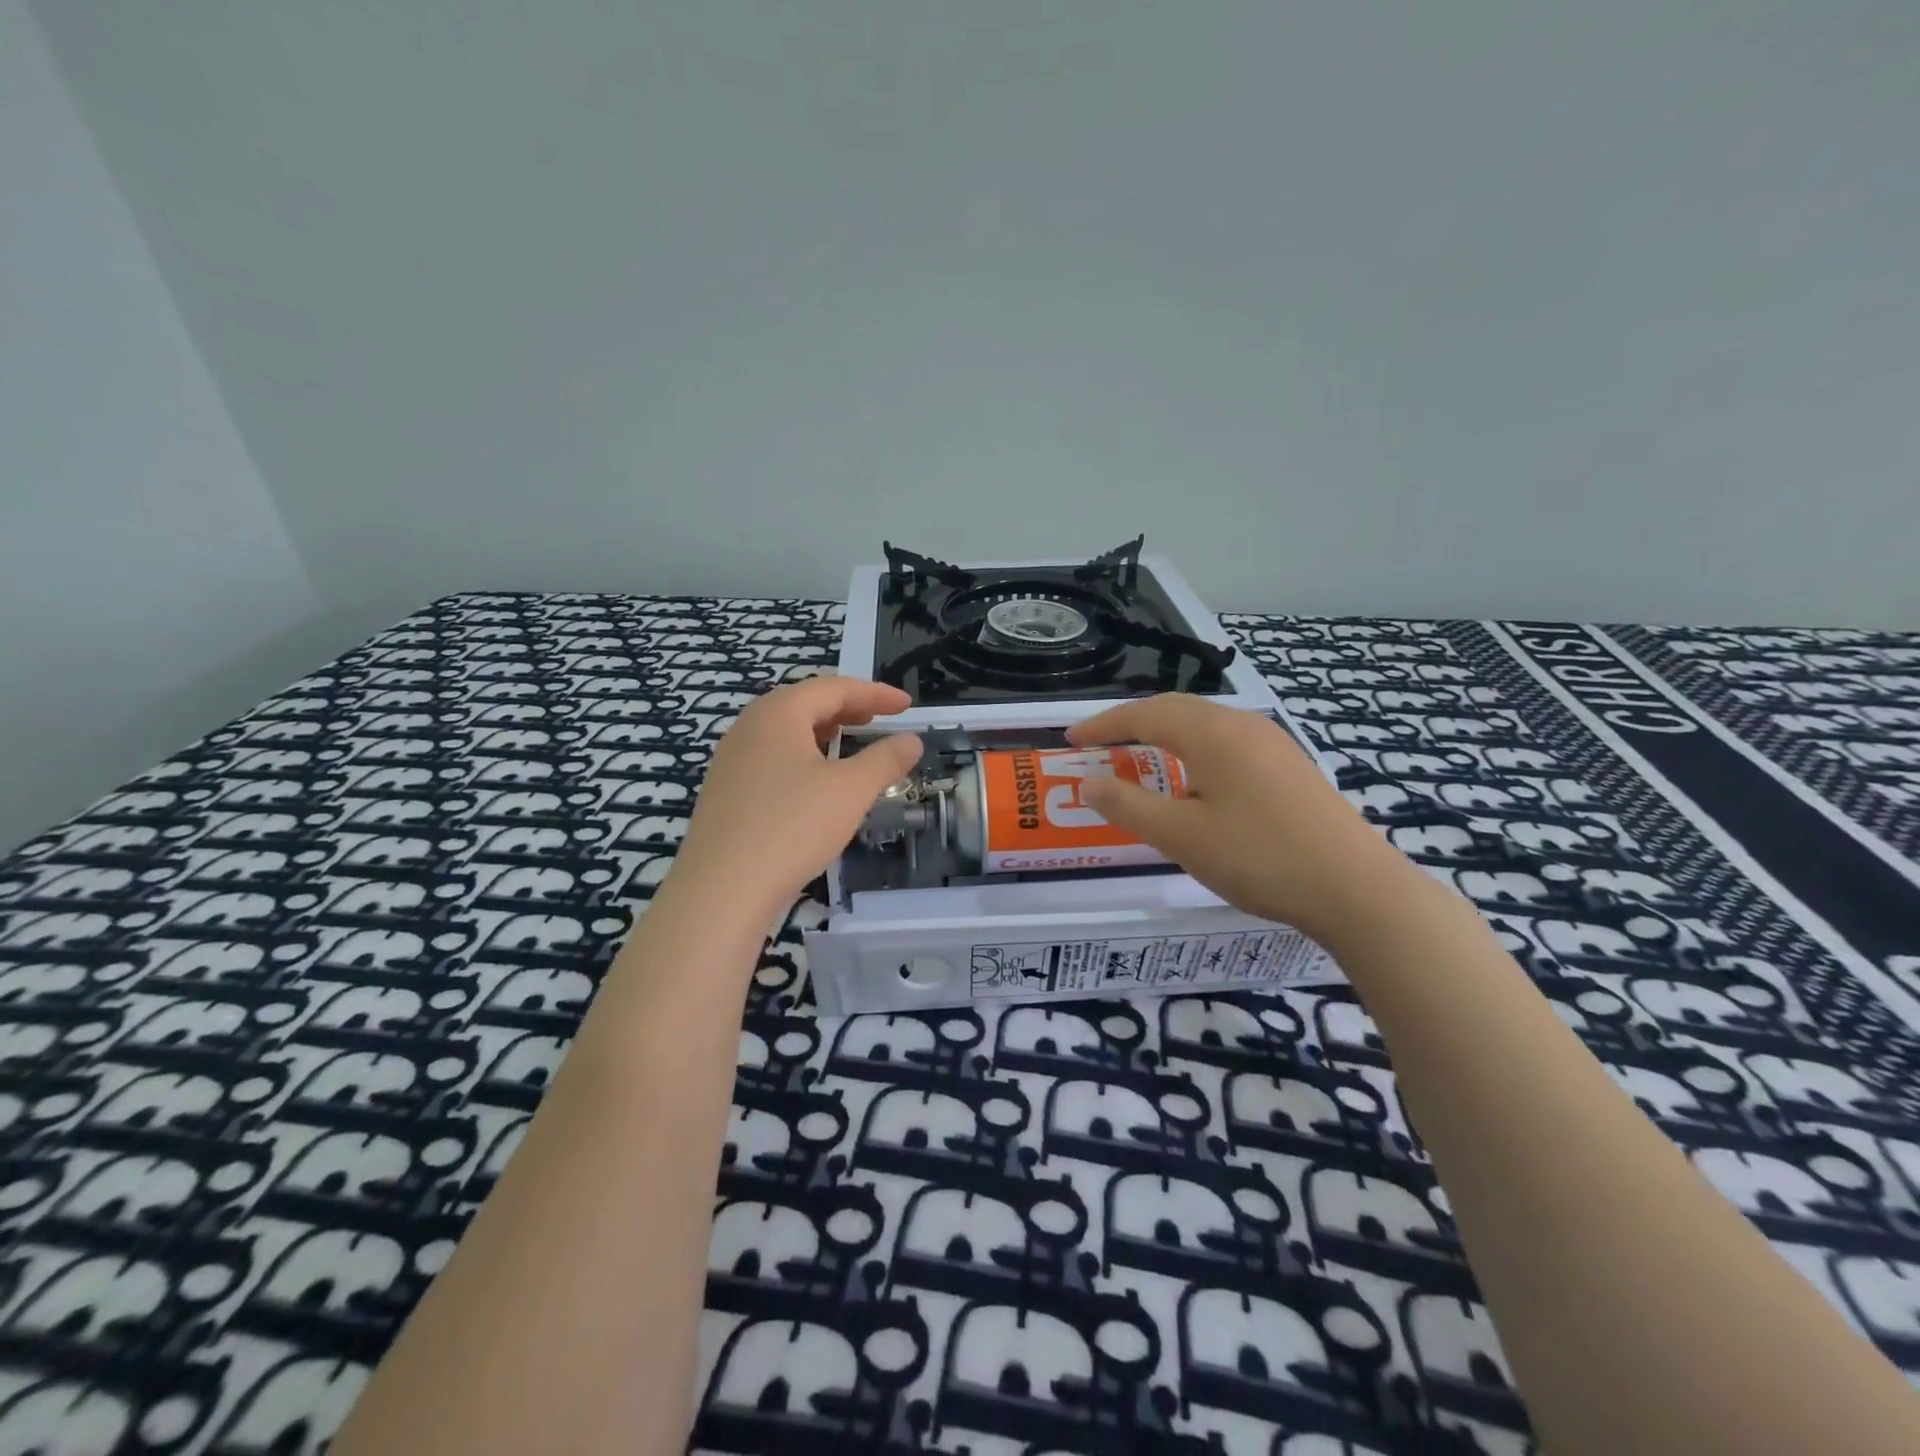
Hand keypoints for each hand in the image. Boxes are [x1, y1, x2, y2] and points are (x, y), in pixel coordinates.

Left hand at [668, 676, 922, 920]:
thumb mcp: (851, 790)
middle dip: (846, 707)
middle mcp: (749, 726)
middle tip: (879, 718)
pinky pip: (770, 756)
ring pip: (784, 730)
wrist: (721, 889)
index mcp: (778, 712)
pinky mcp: (725, 790)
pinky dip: (801, 755)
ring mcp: (731, 759)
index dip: (874, 693)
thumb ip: (885, 759)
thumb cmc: (793, 827)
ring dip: (822, 731)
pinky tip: (813, 781)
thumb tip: (912, 740)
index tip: (907, 705)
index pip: (833, 688)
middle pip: (804, 703)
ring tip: (848, 741)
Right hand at [1066, 693, 1422, 945]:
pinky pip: (1228, 743)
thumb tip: (1089, 783)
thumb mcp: (1181, 836)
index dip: (1103, 725)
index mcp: (1212, 733)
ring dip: (1165, 735)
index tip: (1071, 740)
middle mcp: (1243, 725)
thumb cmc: (1259, 858)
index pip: (1144, 715)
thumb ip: (1128, 806)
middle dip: (1132, 723)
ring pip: (1205, 725)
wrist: (1356, 889)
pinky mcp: (1290, 765)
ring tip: (1140, 759)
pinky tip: (1195, 781)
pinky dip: (1194, 750)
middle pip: (1175, 710)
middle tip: (1100, 745)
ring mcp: (1273, 743)